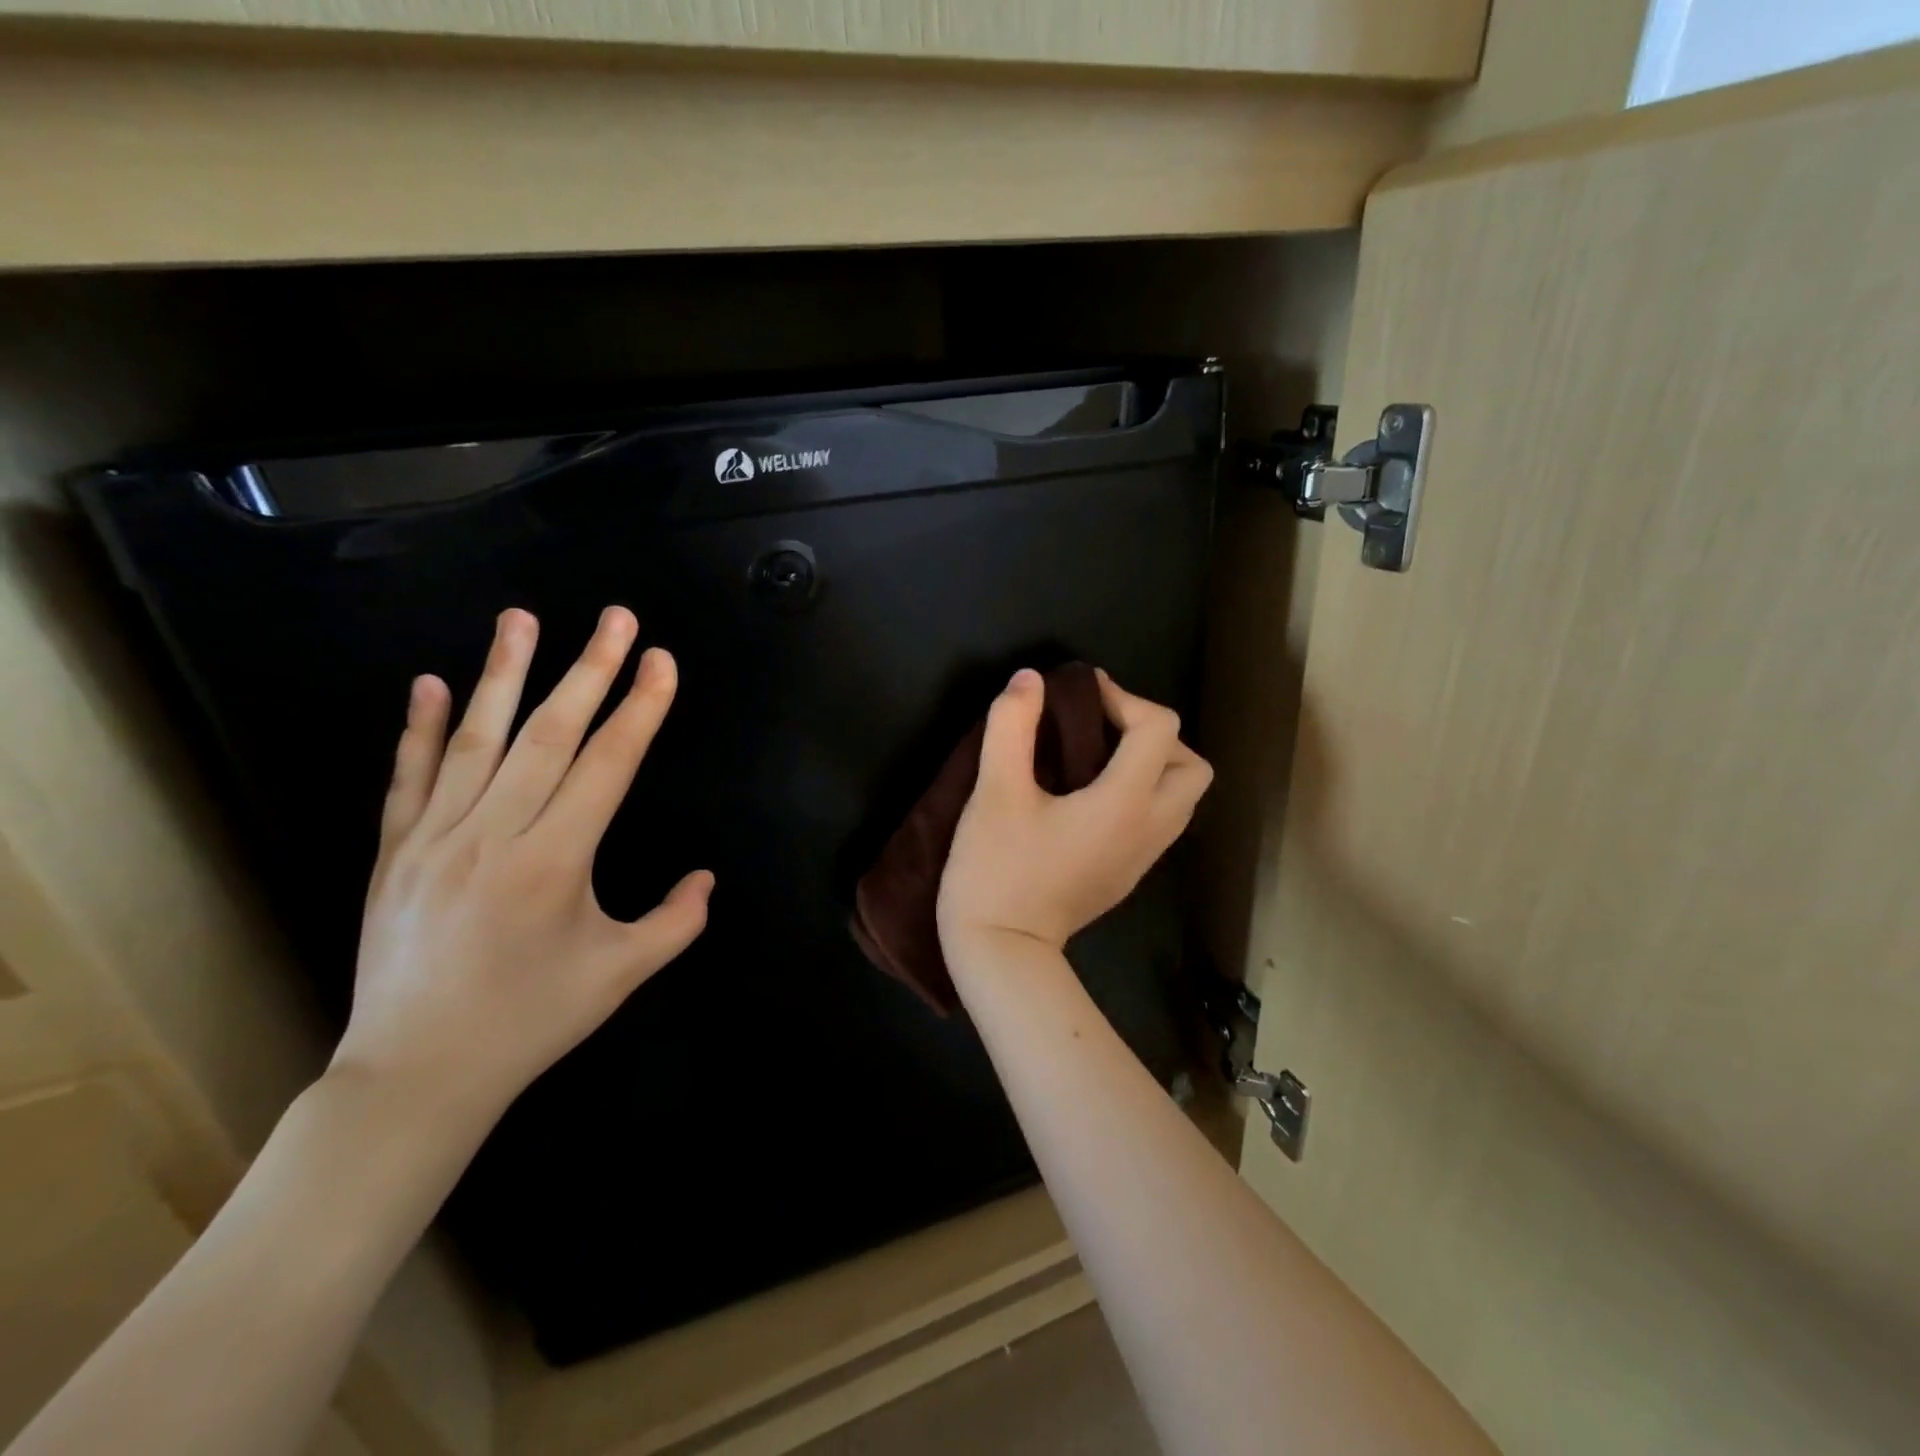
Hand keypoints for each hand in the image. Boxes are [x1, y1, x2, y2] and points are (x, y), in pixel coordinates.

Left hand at [330, 606, 712, 1122]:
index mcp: (555, 862)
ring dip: (504, 673)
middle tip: (616, 618)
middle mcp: (494, 835)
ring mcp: (435, 839)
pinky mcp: (395, 852)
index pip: (608, 764)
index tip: (660, 661)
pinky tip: (433, 684)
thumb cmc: (531, 1021)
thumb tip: (706, 878)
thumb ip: (676, 922)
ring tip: (523, 618)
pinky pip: (410, 778)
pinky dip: (422, 728)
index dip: (640, 708)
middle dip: (590, 669)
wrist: (416, 1074)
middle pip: (549, 734)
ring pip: (477, 740)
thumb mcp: (621, 974)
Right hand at [937, 667, 1212, 959]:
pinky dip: (1142, 793)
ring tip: (1097, 756)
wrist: (1002, 953)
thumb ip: (1012, 726)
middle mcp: (1149, 829)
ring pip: (1180, 796)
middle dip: (1153, 734)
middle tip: (1102, 728)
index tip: (1080, 693)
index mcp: (1126, 803)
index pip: (1158, 728)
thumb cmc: (997, 870)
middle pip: (1191, 765)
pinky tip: (1091, 794)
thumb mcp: (995, 792)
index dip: (1123, 697)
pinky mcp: (1127, 875)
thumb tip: (1030, 679)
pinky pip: (1159, 820)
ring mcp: (1143, 858)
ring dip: (1152, 764)